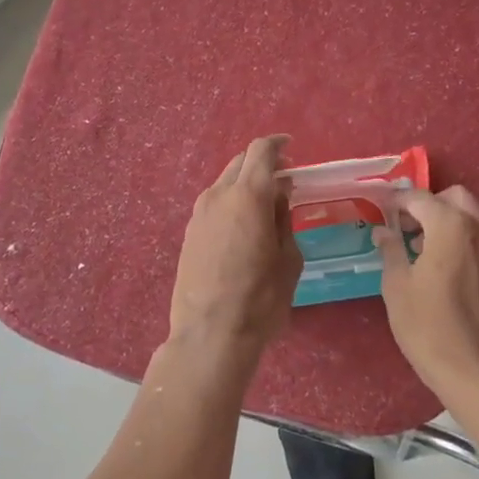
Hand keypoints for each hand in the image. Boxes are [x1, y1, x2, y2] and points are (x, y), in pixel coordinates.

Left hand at [168, 136, 302, 363]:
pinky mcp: (188, 233)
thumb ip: (284, 220)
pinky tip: (242, 225)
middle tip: (283, 180)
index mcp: (248, 195)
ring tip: (264, 205)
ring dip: (244, 183)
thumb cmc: (261, 298)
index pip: (261, 151)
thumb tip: (279, 196)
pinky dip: (230, 202)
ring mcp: (198, 214)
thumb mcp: (288, 259)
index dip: (277, 145)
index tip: (291, 148)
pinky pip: (213, 204)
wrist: (209, 334)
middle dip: (262, 164)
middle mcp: (218, 195)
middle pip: (240, 163)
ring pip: (224, 182)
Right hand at [374, 186, 478, 398]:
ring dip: (447, 221)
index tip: (381, 211)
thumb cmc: (428, 327)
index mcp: (451, 226)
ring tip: (422, 248)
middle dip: (428, 206)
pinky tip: (444, 266)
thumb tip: (383, 232)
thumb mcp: (397, 286)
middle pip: (453, 198)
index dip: (397, 202)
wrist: (475, 370)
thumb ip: (391, 250)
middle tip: (405, 227)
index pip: (420, 198)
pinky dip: (463, 239)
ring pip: (472, 216)